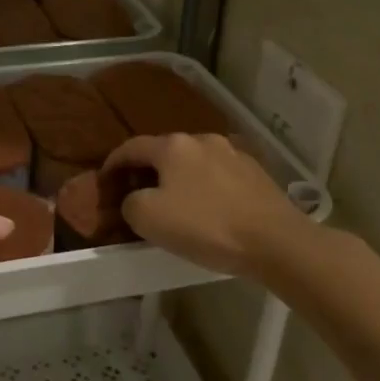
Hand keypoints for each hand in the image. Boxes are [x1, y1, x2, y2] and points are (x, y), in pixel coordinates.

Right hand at [103, 133, 312, 280]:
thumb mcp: (149, 219)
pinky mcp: (256, 172)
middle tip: (137, 195)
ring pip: (193, 162)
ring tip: (174, 203)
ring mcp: (233, 153)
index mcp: (173, 146)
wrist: (275, 240)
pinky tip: (207, 208)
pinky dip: (204, 187)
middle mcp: (203, 139)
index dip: (113, 163)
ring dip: (178, 178)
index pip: (132, 147)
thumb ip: (130, 203)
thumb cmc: (206, 226)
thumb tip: (135, 198)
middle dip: (147, 171)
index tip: (105, 181)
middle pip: (164, 152)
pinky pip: (218, 175)